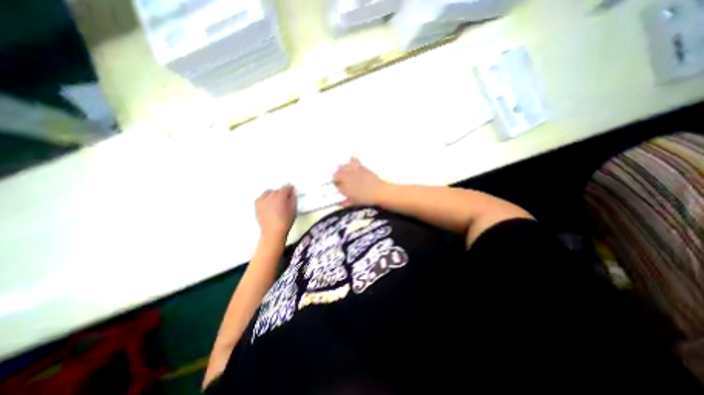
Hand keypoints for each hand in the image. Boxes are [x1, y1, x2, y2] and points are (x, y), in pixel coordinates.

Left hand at [255, 184, 294, 236]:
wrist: (273, 232)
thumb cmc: (285, 222)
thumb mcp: (294, 209)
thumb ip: (293, 198)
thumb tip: (292, 193)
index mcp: (280, 196)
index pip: (286, 187)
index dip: (290, 188)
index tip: (292, 190)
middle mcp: (269, 197)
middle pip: (277, 190)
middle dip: (282, 192)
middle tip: (286, 197)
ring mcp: (262, 201)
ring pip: (268, 193)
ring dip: (273, 195)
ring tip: (277, 200)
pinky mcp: (256, 206)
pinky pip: (261, 198)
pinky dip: (265, 199)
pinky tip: (269, 203)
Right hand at [334, 158, 386, 206]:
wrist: (378, 192)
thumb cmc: (366, 199)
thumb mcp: (355, 203)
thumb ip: (346, 203)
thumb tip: (341, 204)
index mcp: (343, 188)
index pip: (335, 184)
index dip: (336, 184)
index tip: (339, 185)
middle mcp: (345, 178)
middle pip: (336, 174)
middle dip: (337, 175)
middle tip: (341, 177)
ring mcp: (352, 171)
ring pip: (342, 166)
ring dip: (343, 168)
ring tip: (347, 170)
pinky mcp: (360, 166)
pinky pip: (353, 160)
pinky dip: (352, 160)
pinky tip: (353, 161)